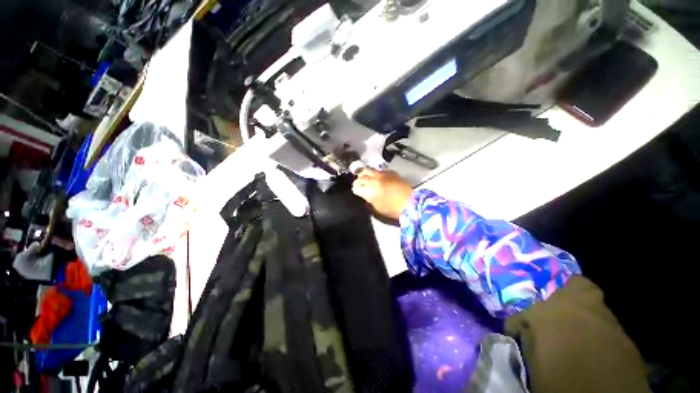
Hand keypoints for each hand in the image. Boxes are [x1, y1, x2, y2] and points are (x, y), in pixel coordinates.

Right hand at [352, 168, 412, 219]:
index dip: (355, 188)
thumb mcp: (377, 206)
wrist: (411, 203)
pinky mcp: (392, 173)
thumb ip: (368, 198)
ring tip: (367, 180)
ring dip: (366, 174)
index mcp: (372, 186)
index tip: (355, 191)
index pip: (357, 184)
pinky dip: (376, 174)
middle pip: (362, 172)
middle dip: (358, 178)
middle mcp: (377, 176)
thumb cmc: (393, 208)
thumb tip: (363, 193)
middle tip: (359, 184)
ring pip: (371, 169)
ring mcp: (385, 173)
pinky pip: (379, 170)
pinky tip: (378, 179)